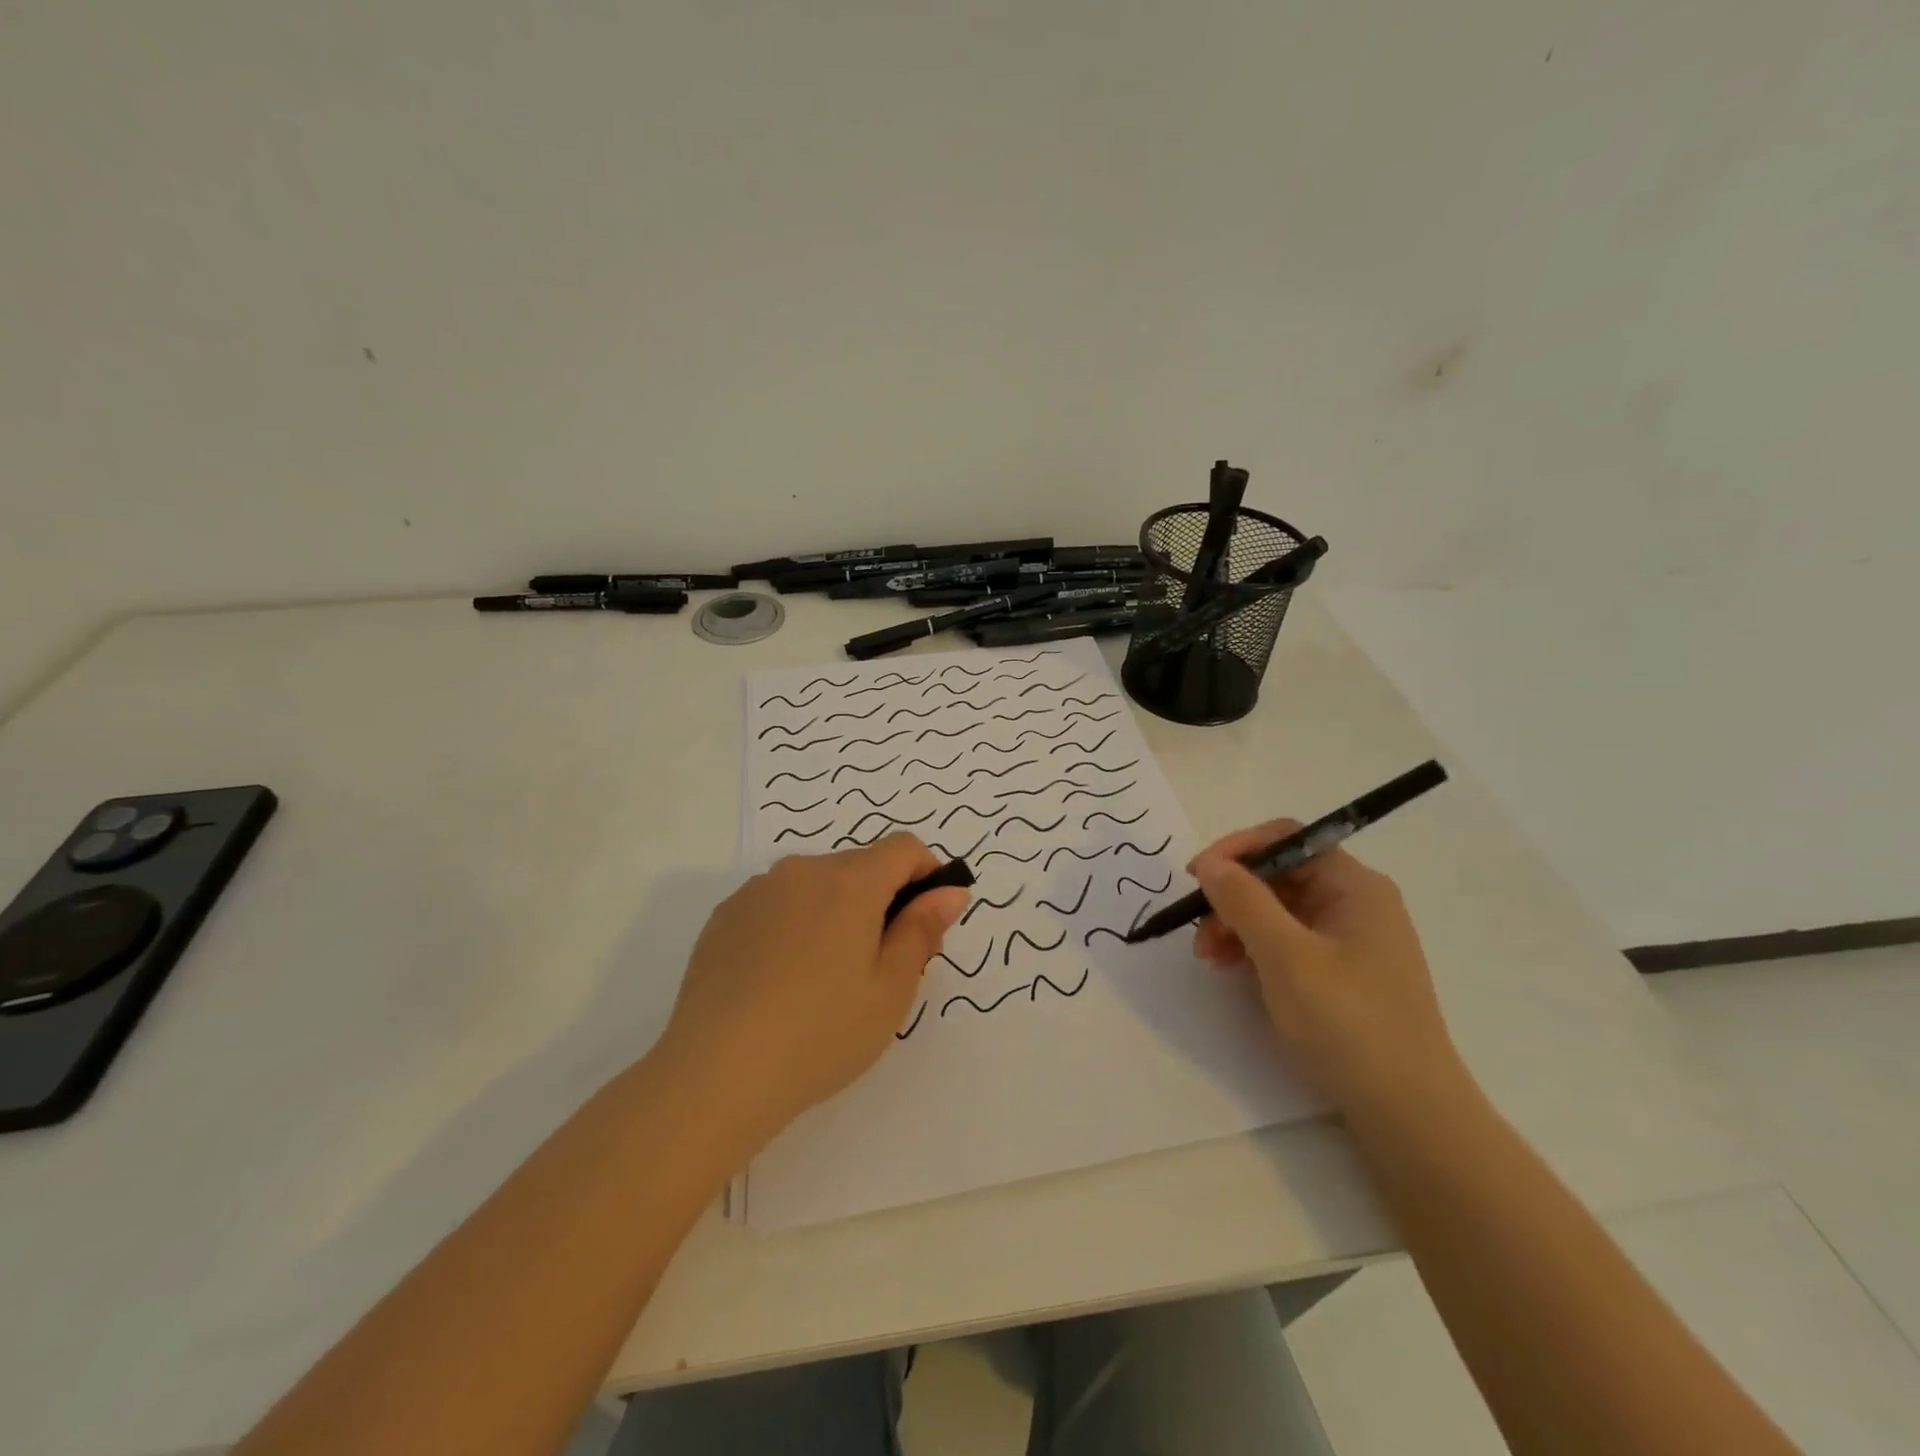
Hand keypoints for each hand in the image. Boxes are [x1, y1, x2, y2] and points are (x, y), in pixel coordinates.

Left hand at [658, 835, 968, 1145]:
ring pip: (816, 884)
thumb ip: (923, 930)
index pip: (904, 849)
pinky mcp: (725, 915)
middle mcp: (802, 871)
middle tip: (881, 964)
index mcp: (849, 882)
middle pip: (860, 866)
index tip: (927, 920)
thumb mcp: (890, 989)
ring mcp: (757, 891)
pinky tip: (782, 979)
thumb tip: (950, 891)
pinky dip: (795, 924)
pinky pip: (777, 903)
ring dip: (836, 910)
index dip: (927, 874)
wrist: (715, 1075)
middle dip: (882, 899)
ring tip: (826, 977)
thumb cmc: (821, 1034)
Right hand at [1190, 820, 1463, 1118]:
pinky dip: (1254, 950)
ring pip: (1277, 912)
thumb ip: (1243, 900)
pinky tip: (1232, 972)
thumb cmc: (1348, 1022)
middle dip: (1231, 897)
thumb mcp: (1285, 956)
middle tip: (1199, 933)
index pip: (1286, 839)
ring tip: (1209, 960)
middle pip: (1278, 876)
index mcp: (1354, 887)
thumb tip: (1209, 863)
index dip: (1237, 850)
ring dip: (1236, 926)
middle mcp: (1354, 904)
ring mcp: (1349, 942)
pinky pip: (1287, 943)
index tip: (1196, 877)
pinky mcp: (1341, 975)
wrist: (1409, 1115)